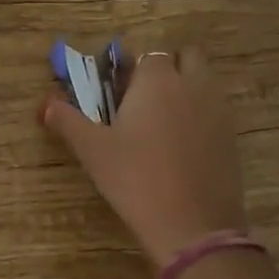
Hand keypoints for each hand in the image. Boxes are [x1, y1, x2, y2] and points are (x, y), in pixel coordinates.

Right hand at [40, 47, 248, 267]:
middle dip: (166, 67)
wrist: (192, 226)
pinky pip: (214, 110)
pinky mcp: (232, 137)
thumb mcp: (92, 150)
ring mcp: (218, 110)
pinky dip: (199, 115)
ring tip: (159, 122)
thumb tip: (46, 104)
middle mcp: (192, 85)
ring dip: (185, 88)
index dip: (131, 67)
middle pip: (185, 56)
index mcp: (157, 80)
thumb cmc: (135, 179)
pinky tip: (180, 146)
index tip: (117, 89)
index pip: (147, 53)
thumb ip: (67, 120)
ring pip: (203, 81)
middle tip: (142, 98)